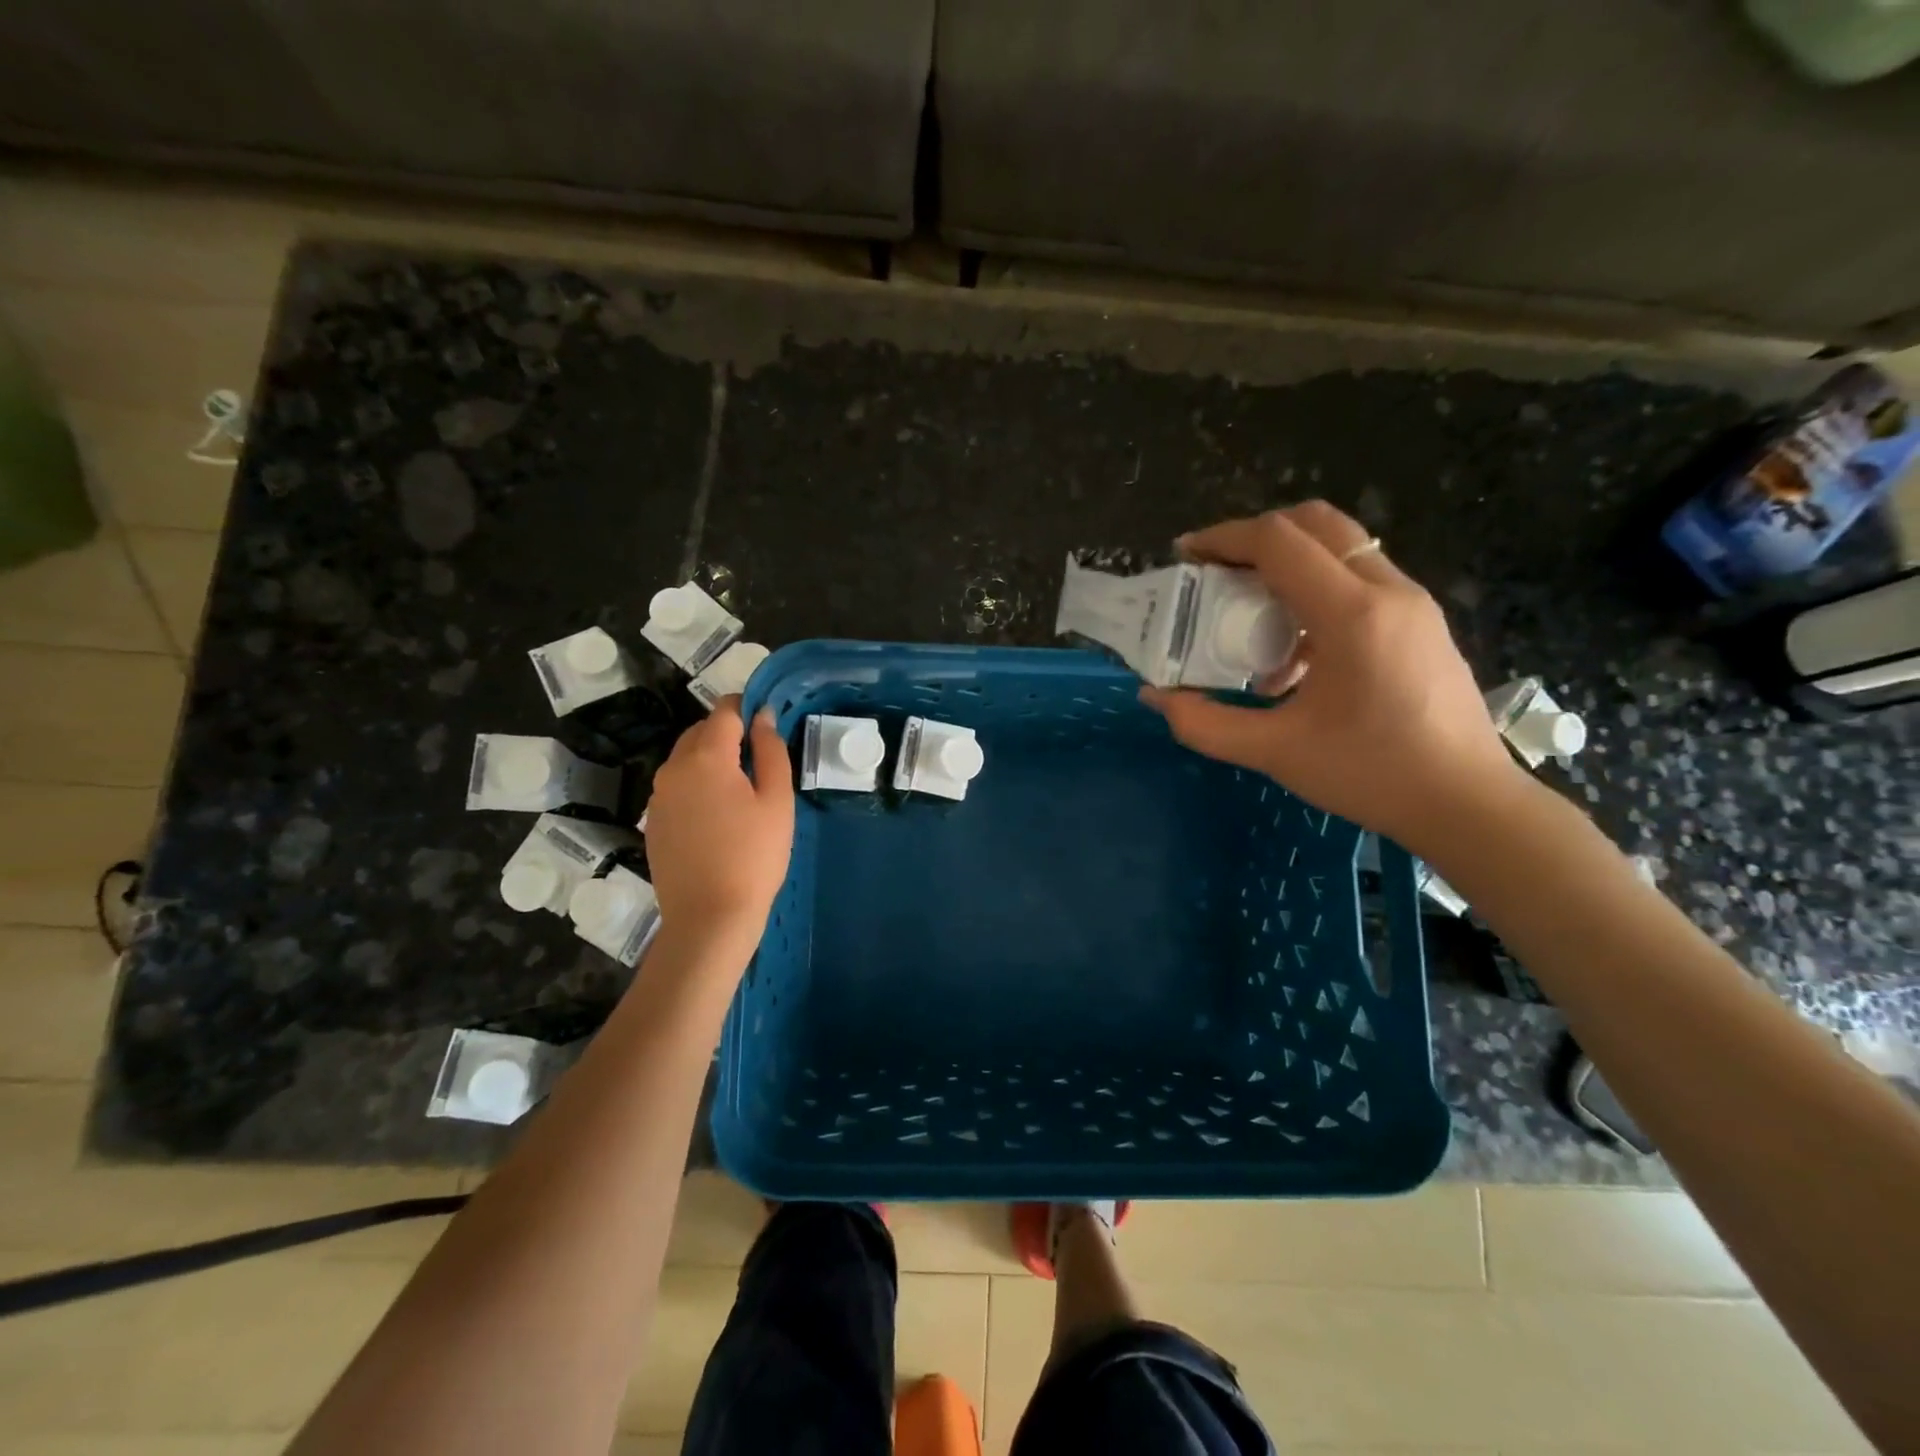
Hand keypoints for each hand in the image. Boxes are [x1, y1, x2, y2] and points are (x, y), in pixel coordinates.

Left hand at [643, 699, 793, 950]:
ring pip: (686, 760)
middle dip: (728, 734)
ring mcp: (657, 796)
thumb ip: (771, 750)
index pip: (724, 711)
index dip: (747, 708)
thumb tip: (763, 716)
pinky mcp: (653, 821)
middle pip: (701, 732)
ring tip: (741, 791)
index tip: (767, 722)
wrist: (709, 917)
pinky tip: (718, 817)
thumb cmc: (754, 856)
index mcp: (706, 757)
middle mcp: (673, 768)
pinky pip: (677, 787)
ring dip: (712, 760)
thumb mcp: (777, 800)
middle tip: (760, 761)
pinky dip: (697, 786)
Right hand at [1139, 501, 1530, 855]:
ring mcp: (1411, 603)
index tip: (1184, 556)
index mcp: (1351, 614)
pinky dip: (1314, 592)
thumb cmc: (1371, 774)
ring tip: (1247, 613)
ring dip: (1286, 564)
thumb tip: (1153, 696)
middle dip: (1255, 537)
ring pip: (1340, 549)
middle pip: (1315, 524)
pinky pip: (1359, 581)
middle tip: (1214, 572)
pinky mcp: (1420, 622)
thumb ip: (1204, 724)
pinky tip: (1292, 655)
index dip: (1223, 538)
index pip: (1279, 541)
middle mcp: (1387, 590)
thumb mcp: (1275, 752)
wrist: (1467, 803)